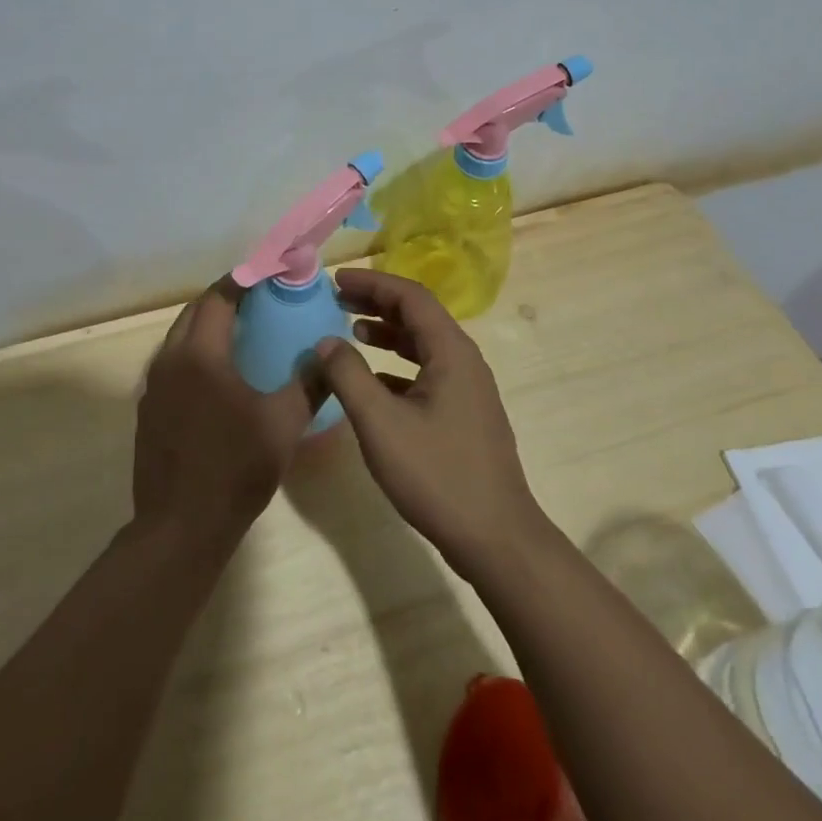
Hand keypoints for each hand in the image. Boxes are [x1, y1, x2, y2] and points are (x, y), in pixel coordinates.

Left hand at [133, 279, 320, 551]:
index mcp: (200, 354)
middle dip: (223, 299)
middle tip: (257, 301)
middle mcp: (169, 360)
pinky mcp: (148, 408)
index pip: (218, 298)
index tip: (267, 274)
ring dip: (206, 326)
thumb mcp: (283, 424)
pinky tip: (217, 375)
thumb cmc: (235, 469)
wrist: (180, 526)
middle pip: (194, 312)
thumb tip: (331, 353)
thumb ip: (310, 383)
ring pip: (179, 338)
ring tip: (241, 332)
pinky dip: (194, 353)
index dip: (242, 280)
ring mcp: (153, 385)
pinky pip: (172, 363)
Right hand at [312, 268, 546, 581]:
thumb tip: (325, 342)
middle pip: (418, 315)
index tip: (335, 282)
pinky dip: (396, 365)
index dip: (371, 283)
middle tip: (336, 300)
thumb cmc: (437, 474)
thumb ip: (348, 376)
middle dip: (377, 303)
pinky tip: (372, 381)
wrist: (496, 538)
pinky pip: (426, 372)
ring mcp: (467, 389)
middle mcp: (464, 361)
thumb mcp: (380, 423)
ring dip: (386, 333)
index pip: (410, 296)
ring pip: (422, 344)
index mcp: (451, 352)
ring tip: (349, 331)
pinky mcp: (464, 414)